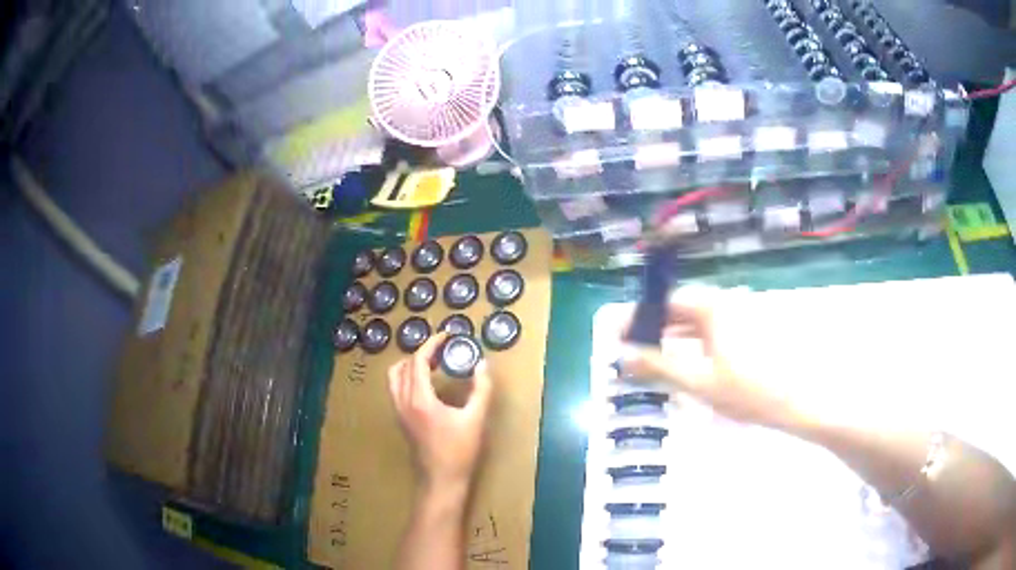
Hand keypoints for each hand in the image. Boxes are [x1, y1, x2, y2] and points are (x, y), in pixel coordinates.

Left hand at [388, 332, 493, 489]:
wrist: (441, 481)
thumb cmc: (459, 451)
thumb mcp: (475, 419)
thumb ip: (481, 389)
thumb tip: (483, 365)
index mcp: (419, 399)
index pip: (417, 361)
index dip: (431, 344)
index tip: (447, 336)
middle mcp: (403, 402)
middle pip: (402, 366)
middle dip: (421, 353)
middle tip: (442, 351)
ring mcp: (399, 412)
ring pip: (395, 378)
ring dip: (411, 366)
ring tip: (433, 365)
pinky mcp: (401, 421)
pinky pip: (397, 390)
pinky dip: (408, 378)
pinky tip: (429, 386)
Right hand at [619, 286, 801, 429]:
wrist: (792, 403)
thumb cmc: (746, 392)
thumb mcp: (697, 381)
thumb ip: (658, 365)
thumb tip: (623, 355)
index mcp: (712, 308)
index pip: (666, 302)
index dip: (639, 317)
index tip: (619, 336)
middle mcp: (725, 304)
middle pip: (680, 309)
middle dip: (654, 327)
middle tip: (631, 349)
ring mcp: (737, 317)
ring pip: (694, 321)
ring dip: (671, 336)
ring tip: (651, 357)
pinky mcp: (745, 331)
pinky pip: (709, 330)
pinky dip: (690, 342)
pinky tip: (682, 360)